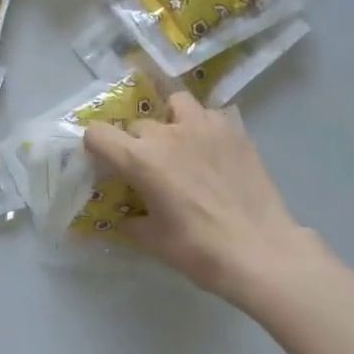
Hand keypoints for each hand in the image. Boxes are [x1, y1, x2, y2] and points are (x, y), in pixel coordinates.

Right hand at [84, 93, 321, 305]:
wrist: (259, 251)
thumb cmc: (198, 250)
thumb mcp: (152, 240)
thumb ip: (131, 220)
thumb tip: (125, 215)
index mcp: (140, 159)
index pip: (98, 134)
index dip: (94, 146)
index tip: (102, 161)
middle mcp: (168, 133)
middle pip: (137, 124)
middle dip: (135, 142)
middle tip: (147, 168)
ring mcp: (204, 127)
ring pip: (176, 103)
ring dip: (170, 119)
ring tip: (178, 141)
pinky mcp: (234, 131)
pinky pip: (210, 115)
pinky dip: (204, 126)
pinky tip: (211, 149)